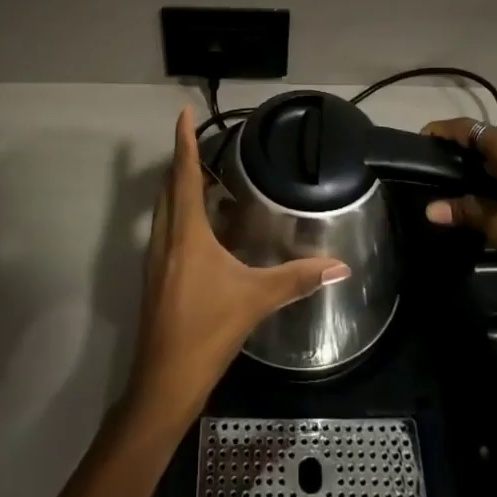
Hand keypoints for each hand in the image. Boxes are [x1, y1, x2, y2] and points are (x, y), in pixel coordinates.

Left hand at [127, 109, 347, 432]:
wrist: (163, 383)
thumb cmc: (207, 332)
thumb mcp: (256, 300)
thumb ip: (298, 279)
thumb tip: (340, 265)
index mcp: (185, 233)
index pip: (183, 174)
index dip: (184, 142)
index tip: (183, 113)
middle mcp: (164, 238)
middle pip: (169, 187)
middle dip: (183, 161)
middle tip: (205, 143)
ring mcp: (155, 258)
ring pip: (164, 209)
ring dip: (181, 188)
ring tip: (209, 179)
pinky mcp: (156, 277)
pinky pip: (166, 229)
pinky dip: (181, 214)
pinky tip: (205, 229)